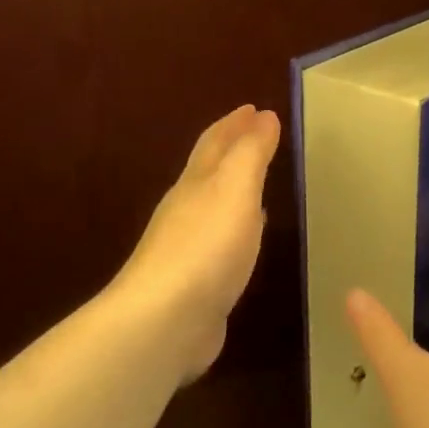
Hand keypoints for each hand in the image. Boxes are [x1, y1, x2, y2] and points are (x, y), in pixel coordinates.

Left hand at [111, 104, 280, 381]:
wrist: (164, 320)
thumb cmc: (206, 246)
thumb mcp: (235, 189)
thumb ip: (251, 152)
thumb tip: (264, 116)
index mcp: (197, 182)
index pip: (216, 142)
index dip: (235, 123)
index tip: (254, 107)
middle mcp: (187, 208)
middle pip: (209, 169)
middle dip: (231, 147)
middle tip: (255, 133)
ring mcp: (187, 246)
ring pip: (214, 203)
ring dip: (233, 186)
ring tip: (254, 179)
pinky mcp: (194, 280)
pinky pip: (220, 239)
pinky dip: (236, 225)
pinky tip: (246, 234)